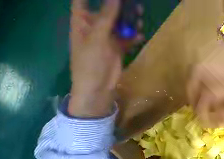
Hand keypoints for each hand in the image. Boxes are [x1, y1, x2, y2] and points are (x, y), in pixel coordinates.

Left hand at [69, 0, 143, 117]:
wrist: (98, 86)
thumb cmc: (90, 62)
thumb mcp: (97, 38)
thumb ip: (107, 17)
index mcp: (82, 20)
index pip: (83, 0)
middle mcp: (95, 26)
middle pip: (107, 9)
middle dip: (119, 5)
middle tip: (133, 4)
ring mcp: (107, 38)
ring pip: (119, 24)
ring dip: (129, 21)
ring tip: (140, 18)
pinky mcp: (118, 48)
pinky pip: (127, 39)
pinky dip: (134, 37)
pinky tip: (141, 35)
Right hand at [187, 63, 223, 126]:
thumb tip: (206, 121)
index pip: (208, 94)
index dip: (200, 108)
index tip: (200, 118)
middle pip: (199, 74)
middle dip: (191, 91)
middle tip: (194, 105)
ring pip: (202, 68)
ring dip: (194, 83)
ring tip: (198, 97)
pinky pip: (209, 68)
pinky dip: (201, 79)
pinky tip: (206, 90)